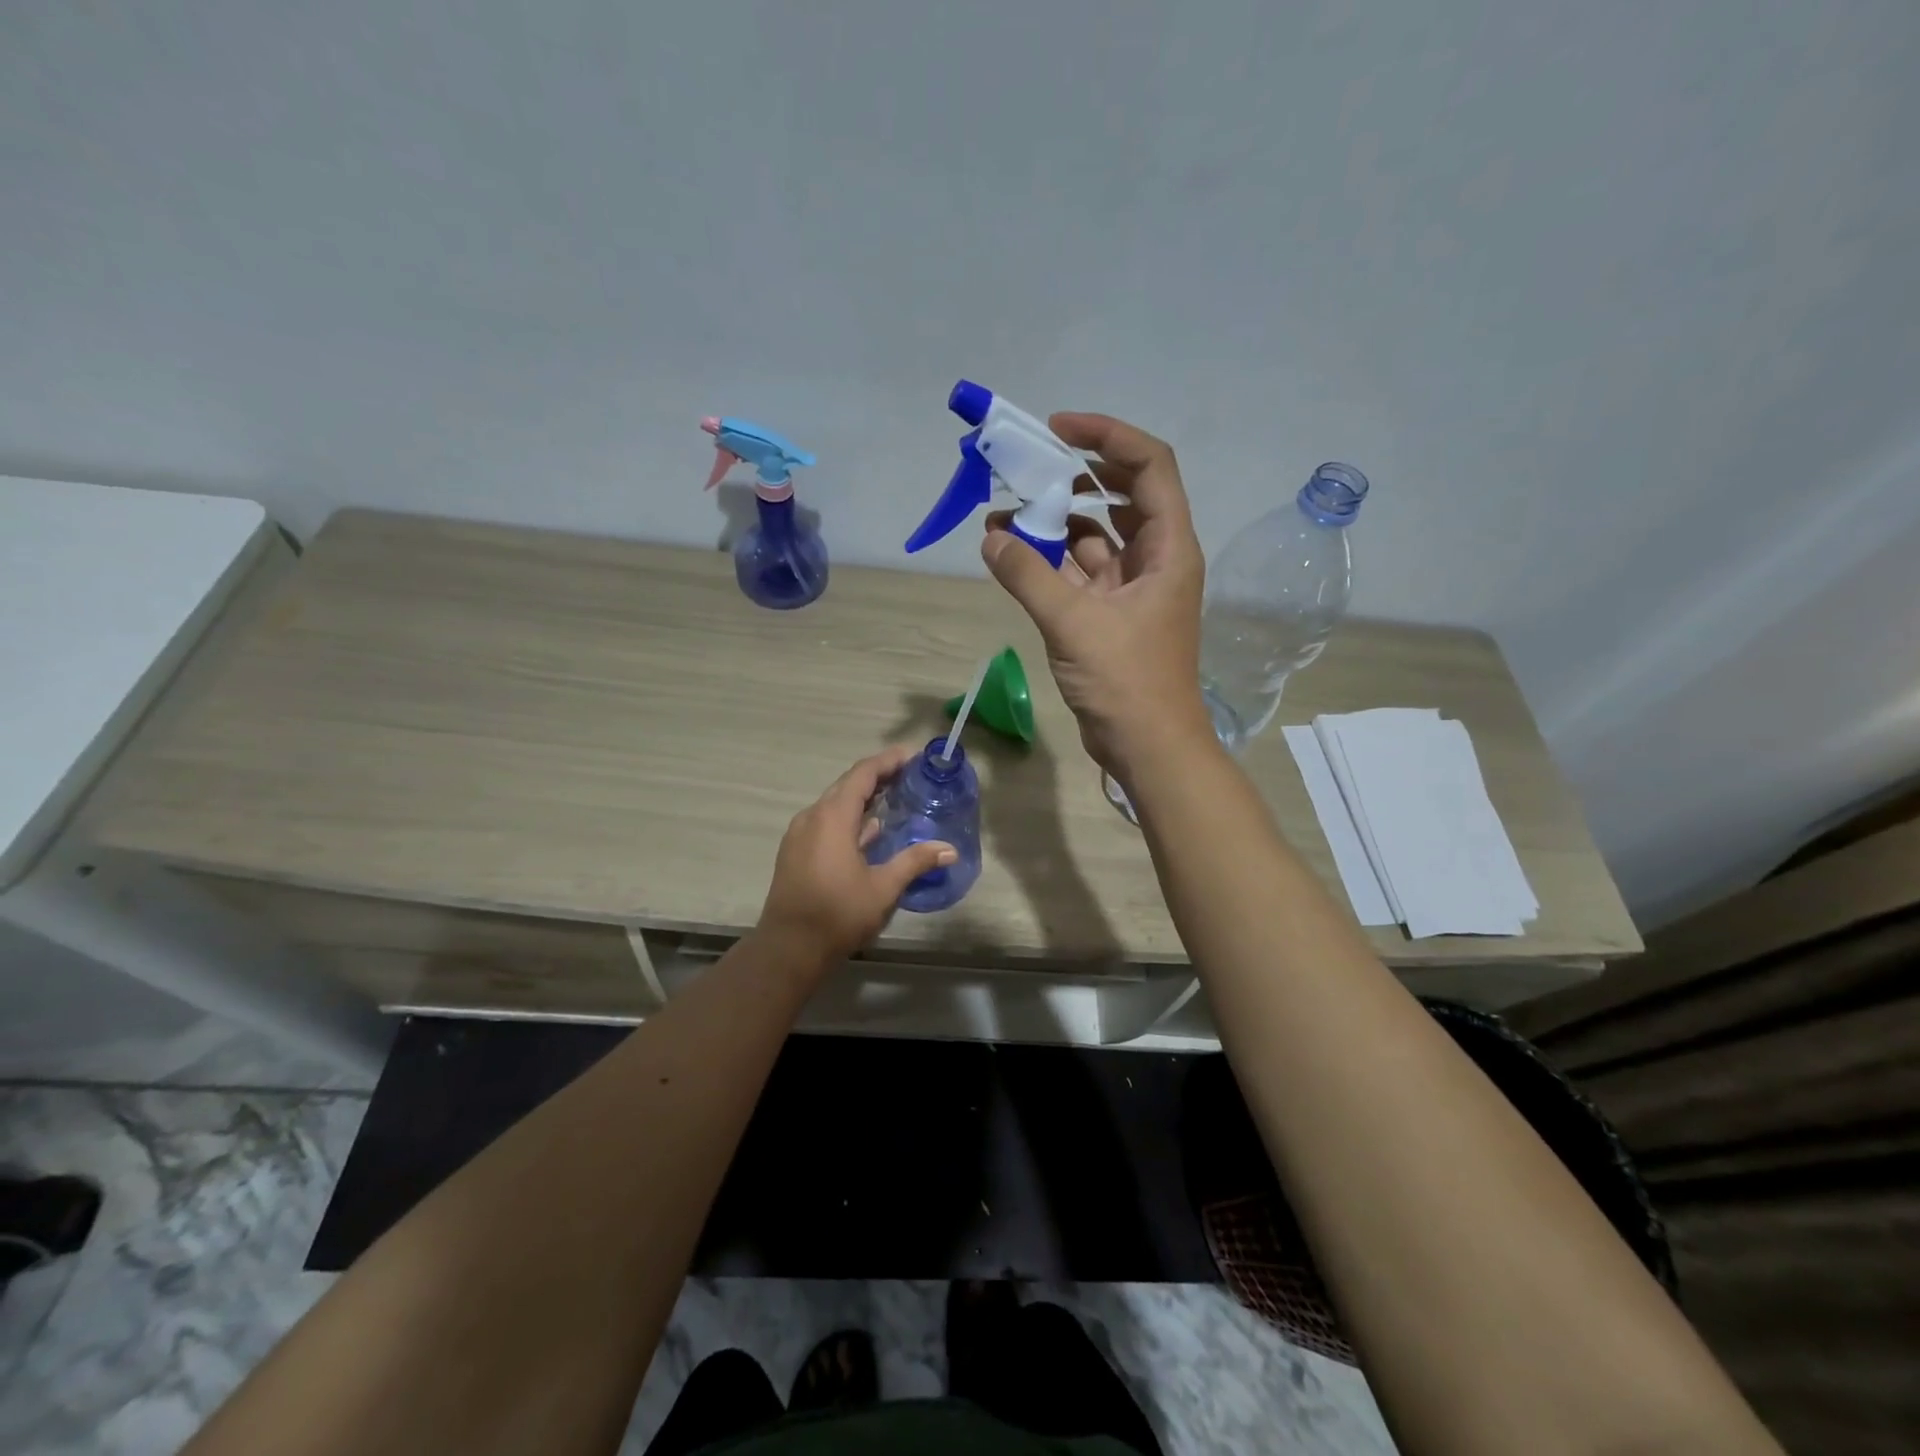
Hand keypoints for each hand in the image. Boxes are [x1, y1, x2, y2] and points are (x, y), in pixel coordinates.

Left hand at [755, 746, 956, 967]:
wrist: (788, 948)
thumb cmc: (838, 914)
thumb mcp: (883, 888)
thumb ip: (915, 861)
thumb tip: (949, 849)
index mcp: (833, 817)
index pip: (863, 774)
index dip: (889, 761)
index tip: (913, 756)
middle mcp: (812, 816)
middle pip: (847, 785)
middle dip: (878, 776)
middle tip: (909, 776)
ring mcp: (800, 834)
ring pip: (835, 804)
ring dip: (863, 798)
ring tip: (894, 800)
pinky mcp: (795, 852)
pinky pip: (825, 821)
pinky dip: (849, 817)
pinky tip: (868, 832)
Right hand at [983, 412, 1213, 776]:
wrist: (1147, 746)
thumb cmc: (1127, 682)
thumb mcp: (1074, 623)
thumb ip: (1029, 576)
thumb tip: (991, 536)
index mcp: (1168, 548)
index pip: (1149, 465)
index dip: (1108, 436)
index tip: (1059, 429)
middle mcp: (1155, 559)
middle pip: (1122, 494)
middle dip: (1076, 474)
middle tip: (1028, 465)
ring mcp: (1131, 588)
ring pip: (1095, 535)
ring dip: (1054, 520)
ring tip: (1005, 510)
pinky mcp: (1109, 614)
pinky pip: (1078, 571)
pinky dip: (1049, 559)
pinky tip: (1012, 553)